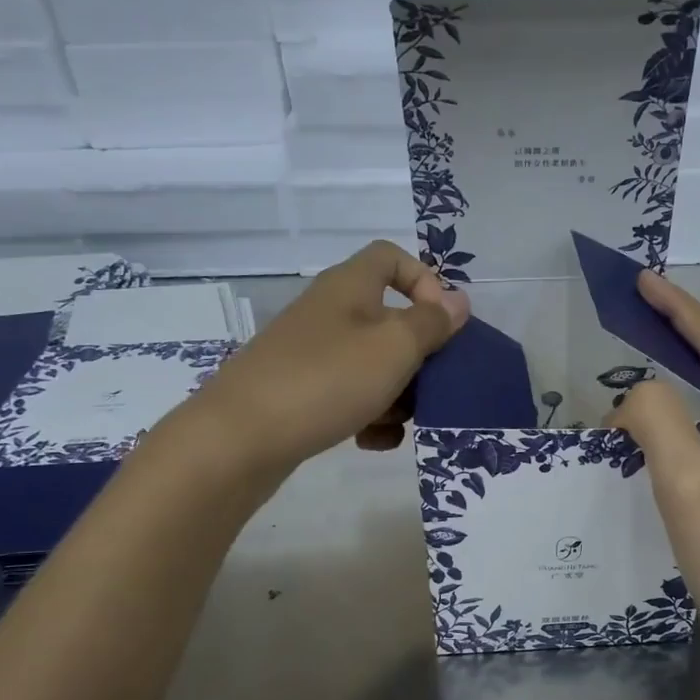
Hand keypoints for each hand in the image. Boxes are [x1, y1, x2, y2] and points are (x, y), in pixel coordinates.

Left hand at [156, 241, 469, 476]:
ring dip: (397, 393)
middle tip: (432, 385)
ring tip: (400, 423)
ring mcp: (311, 355)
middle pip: (388, 319)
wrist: (241, 438)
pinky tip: (373, 442)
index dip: (424, 282)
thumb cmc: (327, 379)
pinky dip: (368, 416)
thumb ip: (432, 323)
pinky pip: (349, 396)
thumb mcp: (394, 347)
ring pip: (372, 364)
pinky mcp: (301, 393)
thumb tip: (458, 301)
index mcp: (349, 287)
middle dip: (417, 355)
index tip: (441, 323)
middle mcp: (329, 313)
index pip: (390, 257)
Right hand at [611, 270, 699, 655]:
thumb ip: (659, 421)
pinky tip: (639, 458)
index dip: (681, 310)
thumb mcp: (690, 482)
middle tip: (631, 326)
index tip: (643, 282)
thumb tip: (633, 400)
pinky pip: (697, 455)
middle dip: (678, 340)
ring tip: (624, 389)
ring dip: (670, 390)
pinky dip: (666, 437)